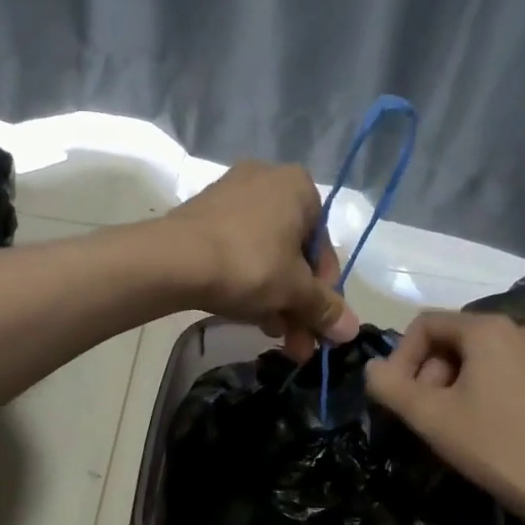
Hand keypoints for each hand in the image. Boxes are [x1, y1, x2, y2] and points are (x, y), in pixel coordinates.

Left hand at [161, 162, 359, 359]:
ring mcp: (230, 196)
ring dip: (275, 299)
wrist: (173, 259)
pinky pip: (236, 250)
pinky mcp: (202, 216)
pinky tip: (245, 314)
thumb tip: (351, 330)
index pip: (325, 247)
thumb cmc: (249, 264)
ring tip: (273, 336)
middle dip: (298, 303)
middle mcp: (267, 181)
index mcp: (299, 187)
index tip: (319, 325)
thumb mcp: (294, 291)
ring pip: (265, 256)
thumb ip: (325, 308)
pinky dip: (246, 281)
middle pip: (294, 254)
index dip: (325, 293)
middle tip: (297, 343)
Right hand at [363, 311, 524, 524]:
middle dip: (426, 373)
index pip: (425, 324)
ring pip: (474, 357)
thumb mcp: (430, 416)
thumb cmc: (495, 446)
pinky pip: (499, 371)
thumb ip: (390, 386)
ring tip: (447, 425)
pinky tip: (477, 427)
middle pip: (451, 339)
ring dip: (449, 385)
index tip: (396, 397)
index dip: (400, 357)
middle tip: (422, 415)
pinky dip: (477, 390)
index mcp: (488, 328)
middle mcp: (518, 328)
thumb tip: (372, 368)